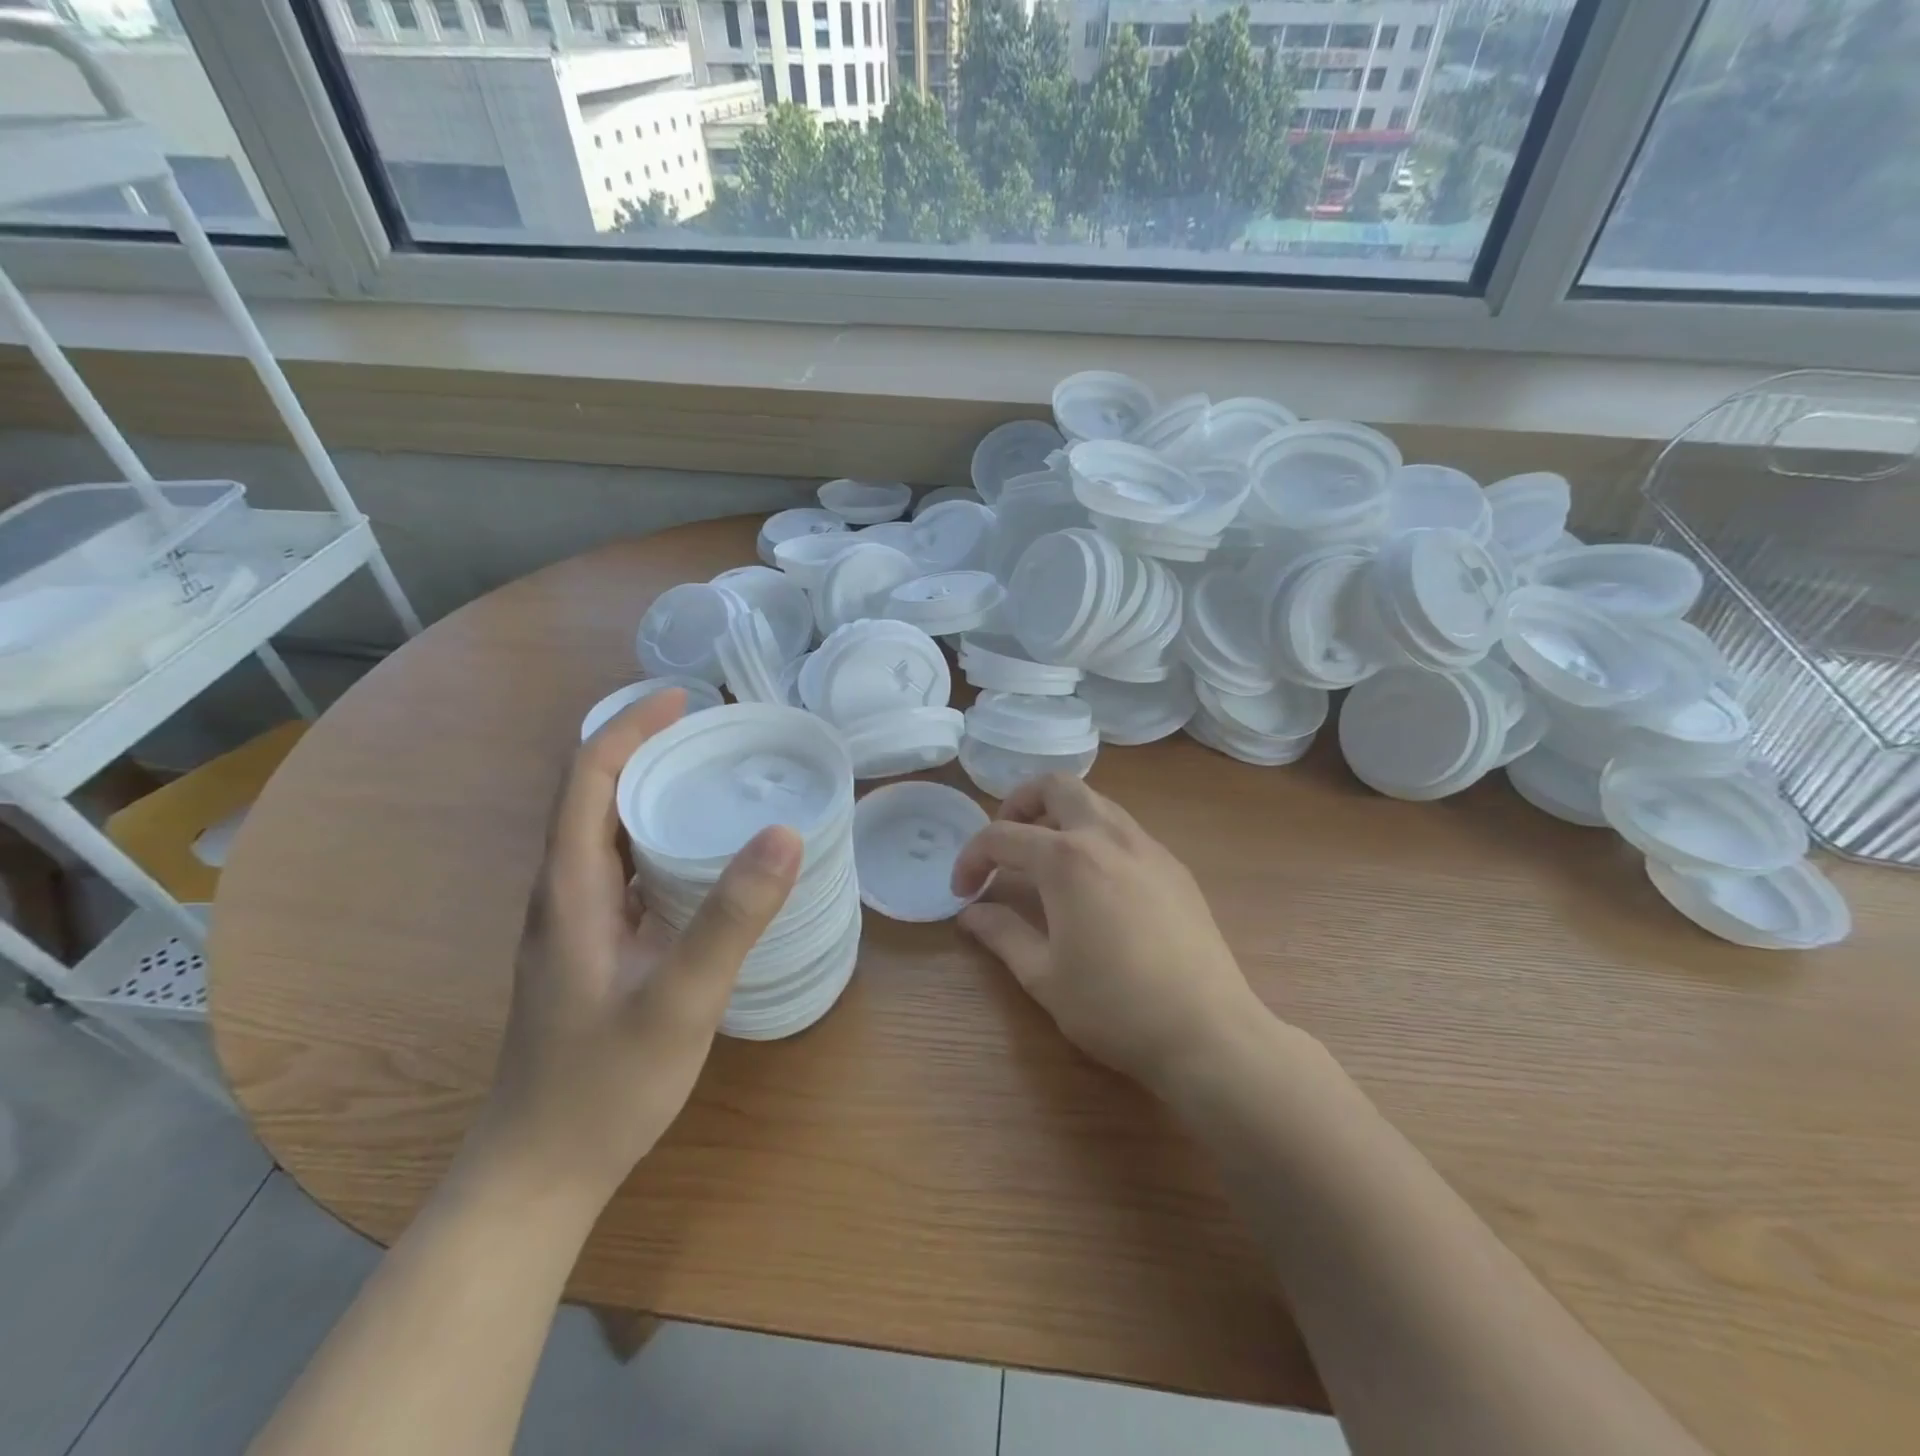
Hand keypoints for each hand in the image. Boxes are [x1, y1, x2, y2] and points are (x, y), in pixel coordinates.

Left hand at [470, 689, 801, 1203]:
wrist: (539, 1173)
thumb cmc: (603, 1086)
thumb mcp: (680, 999)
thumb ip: (732, 917)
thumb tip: (784, 831)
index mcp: (570, 888)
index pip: (588, 777)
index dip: (630, 727)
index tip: (685, 699)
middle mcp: (563, 893)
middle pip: (594, 795)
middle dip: (647, 748)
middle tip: (716, 732)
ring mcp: (575, 924)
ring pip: (607, 832)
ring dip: (652, 791)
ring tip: (716, 776)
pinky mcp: (593, 948)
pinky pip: (623, 869)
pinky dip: (658, 838)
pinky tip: (703, 857)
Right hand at [950, 774, 1272, 1092]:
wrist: (1208, 1032)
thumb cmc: (1114, 1007)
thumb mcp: (1044, 976)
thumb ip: (1002, 934)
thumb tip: (970, 913)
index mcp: (1067, 859)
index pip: (1002, 836)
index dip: (972, 859)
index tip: (962, 891)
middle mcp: (1107, 836)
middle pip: (1057, 786)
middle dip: (1020, 803)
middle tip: (1007, 844)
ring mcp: (1148, 847)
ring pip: (1096, 802)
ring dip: (1061, 816)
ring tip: (1046, 861)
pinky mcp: (1174, 867)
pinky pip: (1124, 829)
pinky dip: (1096, 836)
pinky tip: (1094, 884)